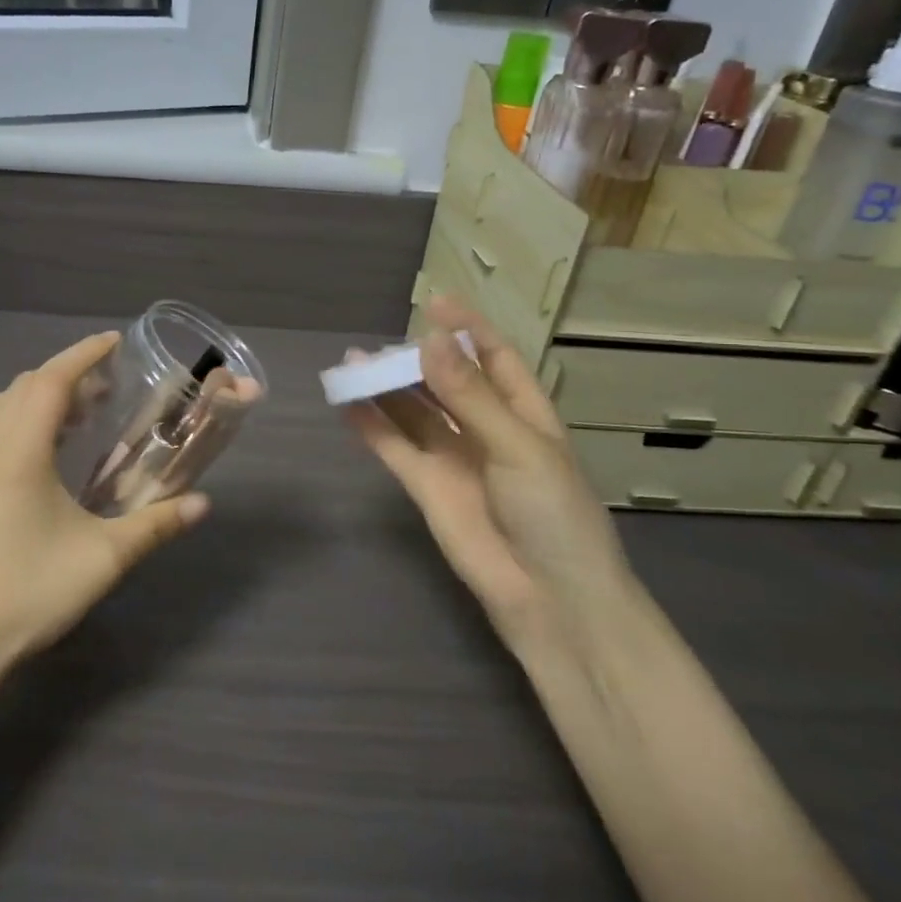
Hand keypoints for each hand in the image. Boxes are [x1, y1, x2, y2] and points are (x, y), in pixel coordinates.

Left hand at [0, 331, 209, 675]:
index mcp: (18, 454)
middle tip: (107, 387)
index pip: (49, 381)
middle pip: (24, 386)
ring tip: (78, 415)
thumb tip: (203, 504)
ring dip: (39, 395)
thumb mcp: (105, 558)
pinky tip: (41, 449)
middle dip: (66, 374)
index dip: (82, 355)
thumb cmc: (34, 591)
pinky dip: (17, 417)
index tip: (113, 342)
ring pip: (0, 405)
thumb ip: (157, 525)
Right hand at [346, 297, 625, 638]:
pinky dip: (370, 425)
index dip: (467, 330)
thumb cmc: (554, 514)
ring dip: (385, 388)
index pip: (494, 359)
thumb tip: (430, 340)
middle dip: (416, 359)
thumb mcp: (519, 446)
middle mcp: (485, 430)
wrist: (549, 598)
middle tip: (381, 343)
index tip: (436, 302)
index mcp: (524, 414)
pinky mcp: (425, 486)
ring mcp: (452, 458)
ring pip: (413, 412)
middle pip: (445, 382)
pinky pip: (393, 447)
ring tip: (352, 362)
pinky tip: (346, 402)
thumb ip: (469, 396)